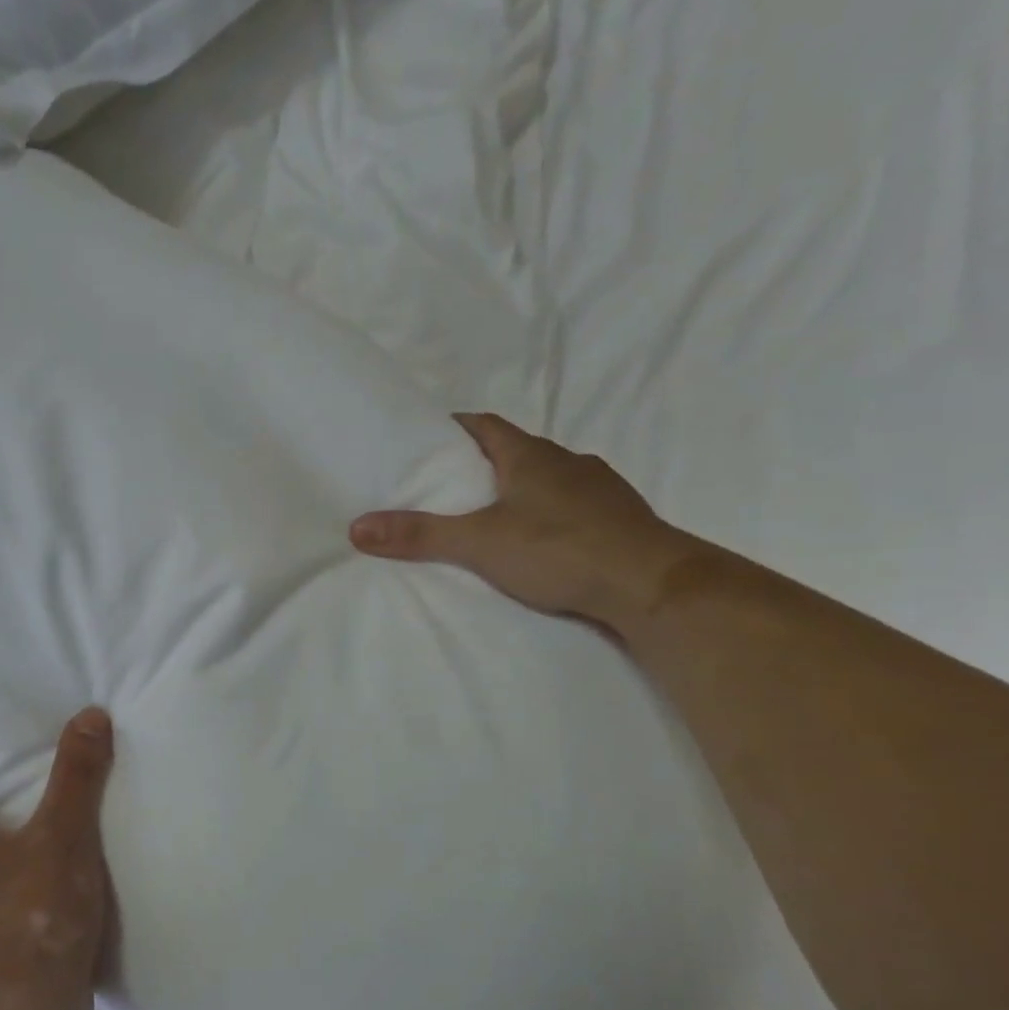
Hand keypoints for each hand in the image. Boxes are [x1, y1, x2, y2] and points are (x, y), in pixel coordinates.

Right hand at [349, 413, 704, 636]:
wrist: (651, 584)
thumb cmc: (559, 549)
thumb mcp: (478, 543)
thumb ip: (419, 535)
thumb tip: (356, 527)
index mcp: (530, 456)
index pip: (486, 425)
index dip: (455, 427)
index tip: (428, 438)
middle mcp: (567, 461)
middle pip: (515, 451)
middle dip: (482, 463)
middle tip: (449, 485)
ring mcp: (599, 488)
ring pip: (547, 479)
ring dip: (519, 489)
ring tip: (489, 516)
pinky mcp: (619, 518)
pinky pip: (572, 505)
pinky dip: (548, 513)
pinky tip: (539, 540)